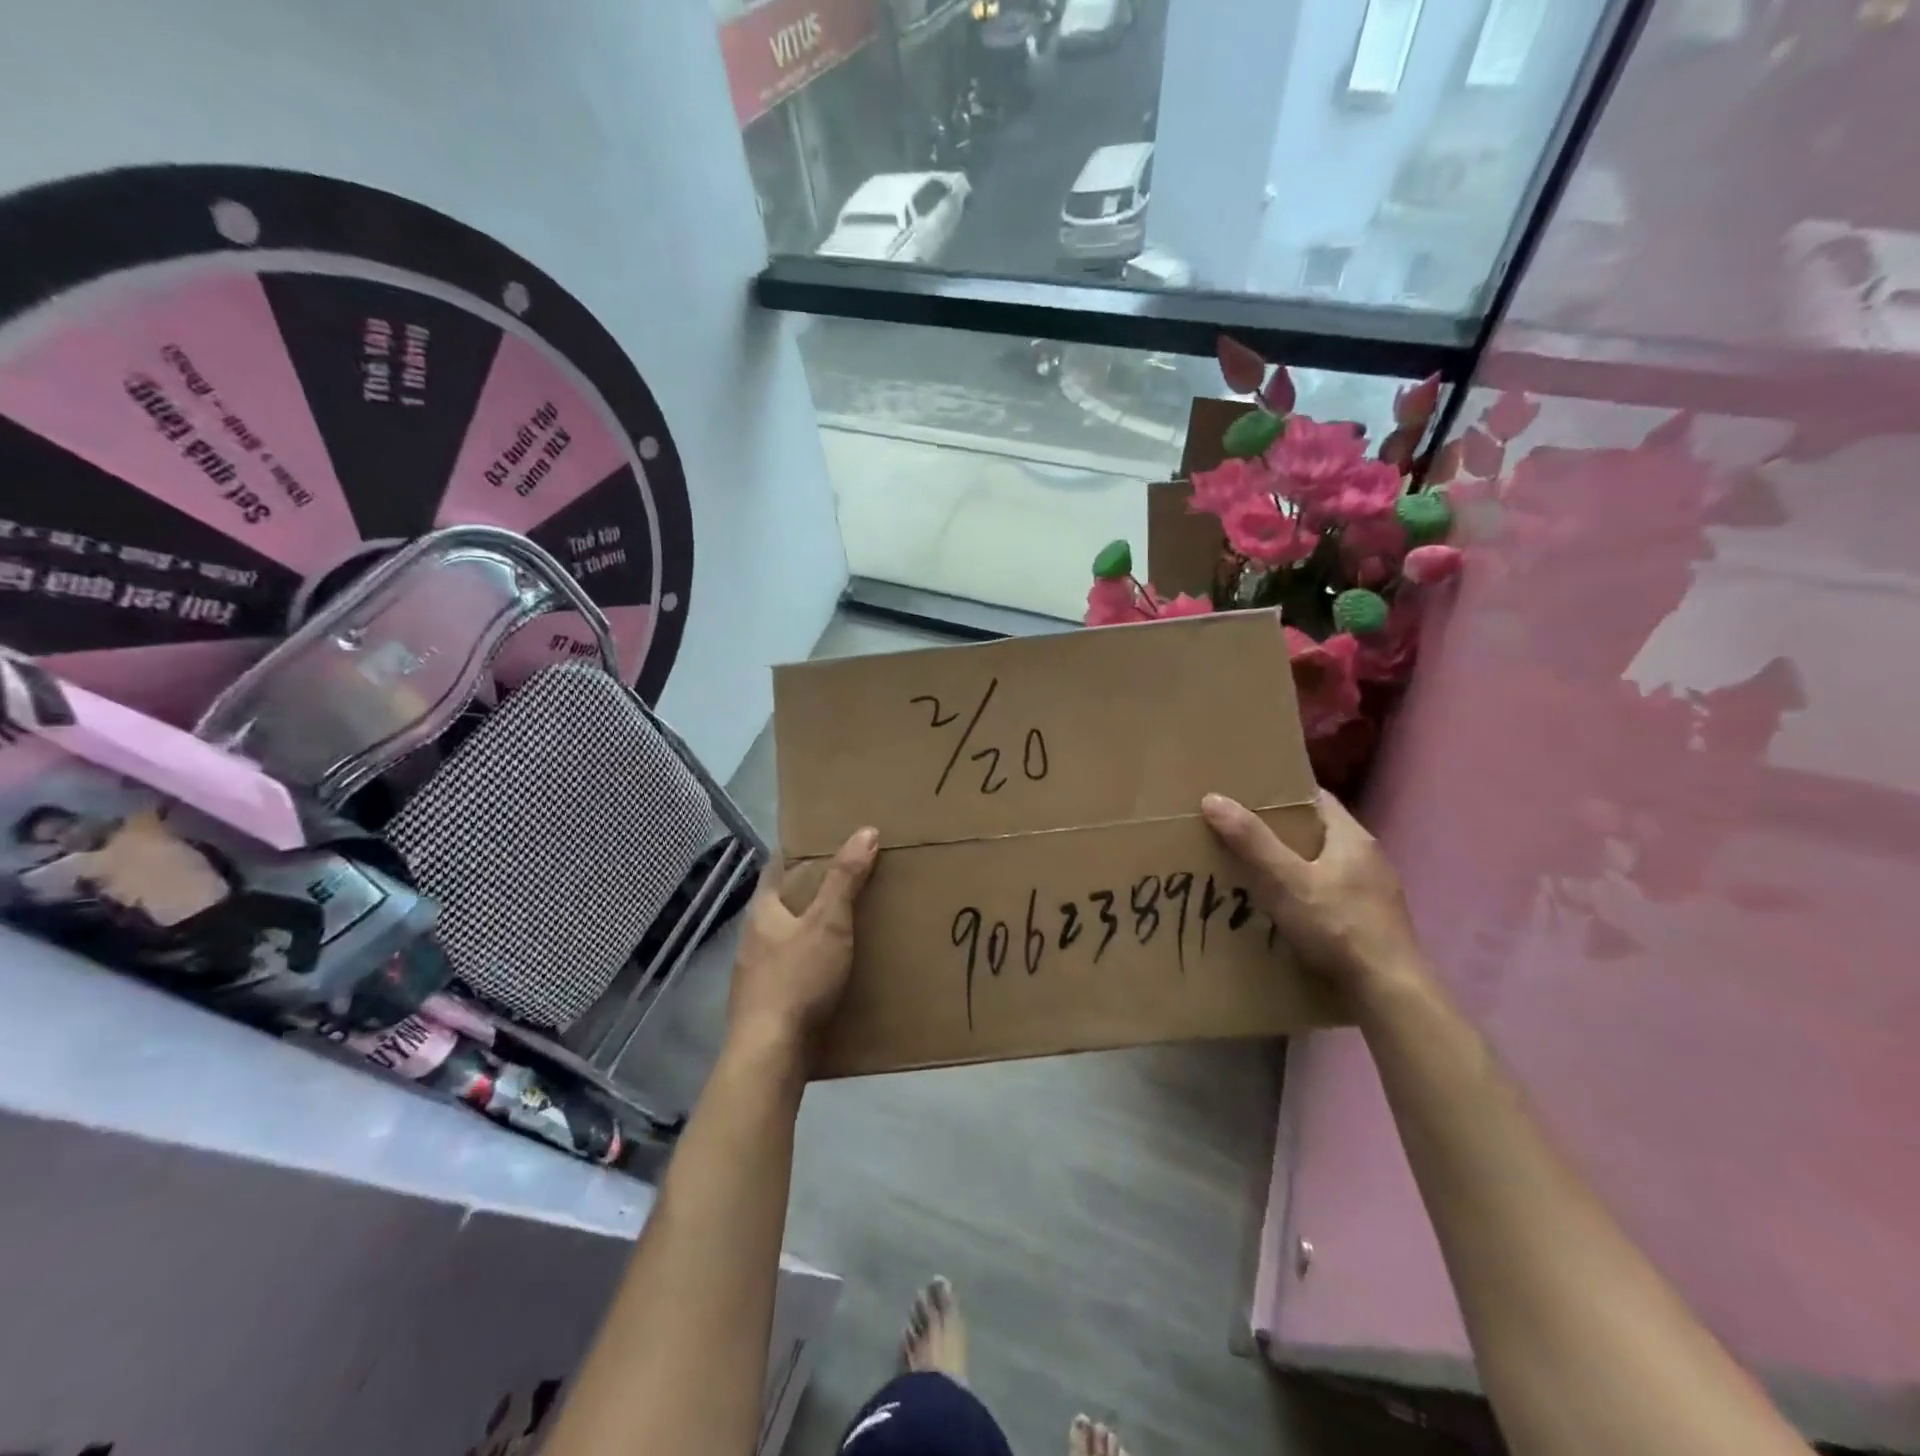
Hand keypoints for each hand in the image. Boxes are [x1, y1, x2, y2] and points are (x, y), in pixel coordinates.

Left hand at [726, 827, 877, 1064]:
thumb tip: (865, 831)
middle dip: (809, 894)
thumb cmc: (797, 978)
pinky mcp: (765, 1004)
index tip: (825, 843)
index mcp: (762, 912)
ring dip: (810, 932)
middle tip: (847, 882)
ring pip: (785, 940)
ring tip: (845, 927)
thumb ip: (845, 879)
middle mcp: (752, 938)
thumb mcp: (829, 923)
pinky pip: (790, 972)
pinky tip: (831, 973)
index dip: (798, 853)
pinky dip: (809, 965)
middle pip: (781, 905)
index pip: (776, 868)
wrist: (770, 1053)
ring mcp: (755, 974)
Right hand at [1200, 790, 1424, 1004]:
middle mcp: (1369, 858)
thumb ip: (1251, 841)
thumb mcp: (1284, 881)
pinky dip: (1309, 894)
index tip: (1247, 797)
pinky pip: (1334, 894)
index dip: (1282, 794)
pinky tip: (1288, 911)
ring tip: (1257, 873)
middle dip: (1282, 832)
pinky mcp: (1374, 921)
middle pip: (1319, 831)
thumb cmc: (1336, 926)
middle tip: (1241, 835)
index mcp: (1352, 838)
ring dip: (1295, 866)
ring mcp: (1376, 892)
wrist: (1389, 991)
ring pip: (1326, 865)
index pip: (1316, 798)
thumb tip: (1213, 798)